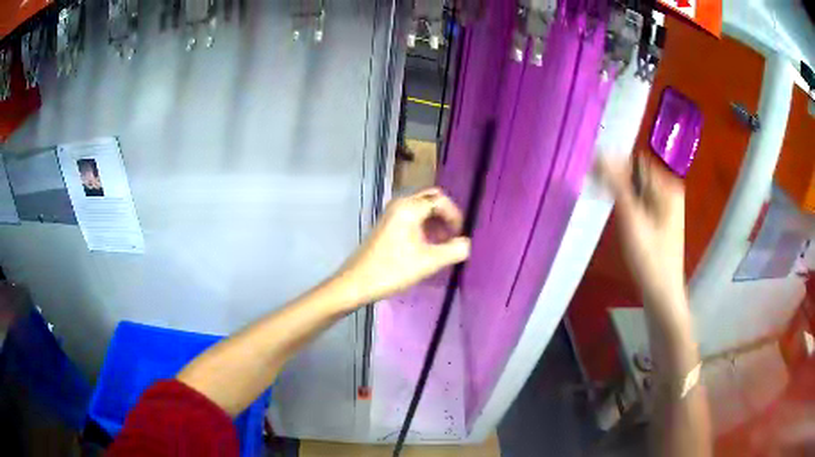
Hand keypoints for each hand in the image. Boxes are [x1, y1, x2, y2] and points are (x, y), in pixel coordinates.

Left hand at [338, 188, 470, 303]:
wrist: (356, 283)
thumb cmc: (392, 270)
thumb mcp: (429, 262)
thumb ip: (454, 250)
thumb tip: (468, 244)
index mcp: (409, 208)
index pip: (441, 201)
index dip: (455, 216)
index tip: (460, 236)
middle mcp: (400, 204)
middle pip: (431, 199)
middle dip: (446, 216)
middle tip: (453, 236)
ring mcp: (391, 214)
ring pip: (421, 209)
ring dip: (436, 222)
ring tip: (443, 245)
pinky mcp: (387, 225)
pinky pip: (412, 217)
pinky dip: (424, 227)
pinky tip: (427, 246)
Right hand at [598, 154, 685, 303]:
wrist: (662, 293)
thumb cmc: (649, 259)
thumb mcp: (631, 219)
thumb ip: (616, 184)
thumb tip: (599, 154)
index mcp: (668, 185)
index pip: (635, 161)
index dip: (613, 163)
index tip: (591, 171)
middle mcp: (669, 189)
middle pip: (636, 172)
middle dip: (615, 176)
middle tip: (593, 184)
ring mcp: (665, 204)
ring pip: (636, 186)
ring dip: (618, 189)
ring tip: (601, 196)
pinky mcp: (659, 217)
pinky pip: (639, 199)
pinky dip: (626, 201)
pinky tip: (617, 211)